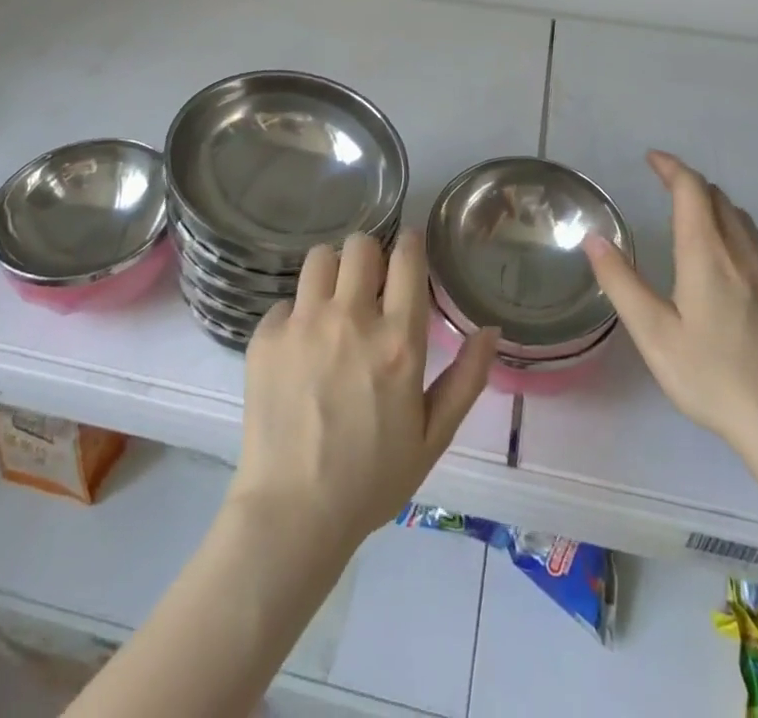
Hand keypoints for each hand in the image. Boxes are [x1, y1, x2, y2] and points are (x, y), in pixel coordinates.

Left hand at [228, 230, 497, 552]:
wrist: (292, 514)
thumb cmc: (371, 479)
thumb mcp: (433, 436)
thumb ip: (466, 378)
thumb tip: (491, 330)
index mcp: (397, 340)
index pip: (407, 258)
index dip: (411, 243)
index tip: (410, 247)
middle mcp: (350, 318)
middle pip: (360, 245)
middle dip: (369, 255)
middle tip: (369, 282)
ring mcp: (303, 323)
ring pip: (319, 258)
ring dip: (332, 272)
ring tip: (333, 303)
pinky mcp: (266, 336)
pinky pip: (286, 301)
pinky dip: (297, 314)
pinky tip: (299, 348)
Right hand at [585, 151, 757, 476]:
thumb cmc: (712, 377)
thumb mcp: (653, 333)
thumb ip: (621, 282)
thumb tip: (594, 238)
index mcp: (707, 254)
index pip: (691, 189)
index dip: (671, 167)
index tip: (652, 159)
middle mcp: (743, 252)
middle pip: (718, 198)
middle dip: (690, 185)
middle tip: (664, 188)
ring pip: (743, 220)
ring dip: (715, 207)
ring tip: (694, 218)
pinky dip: (740, 235)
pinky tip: (735, 261)